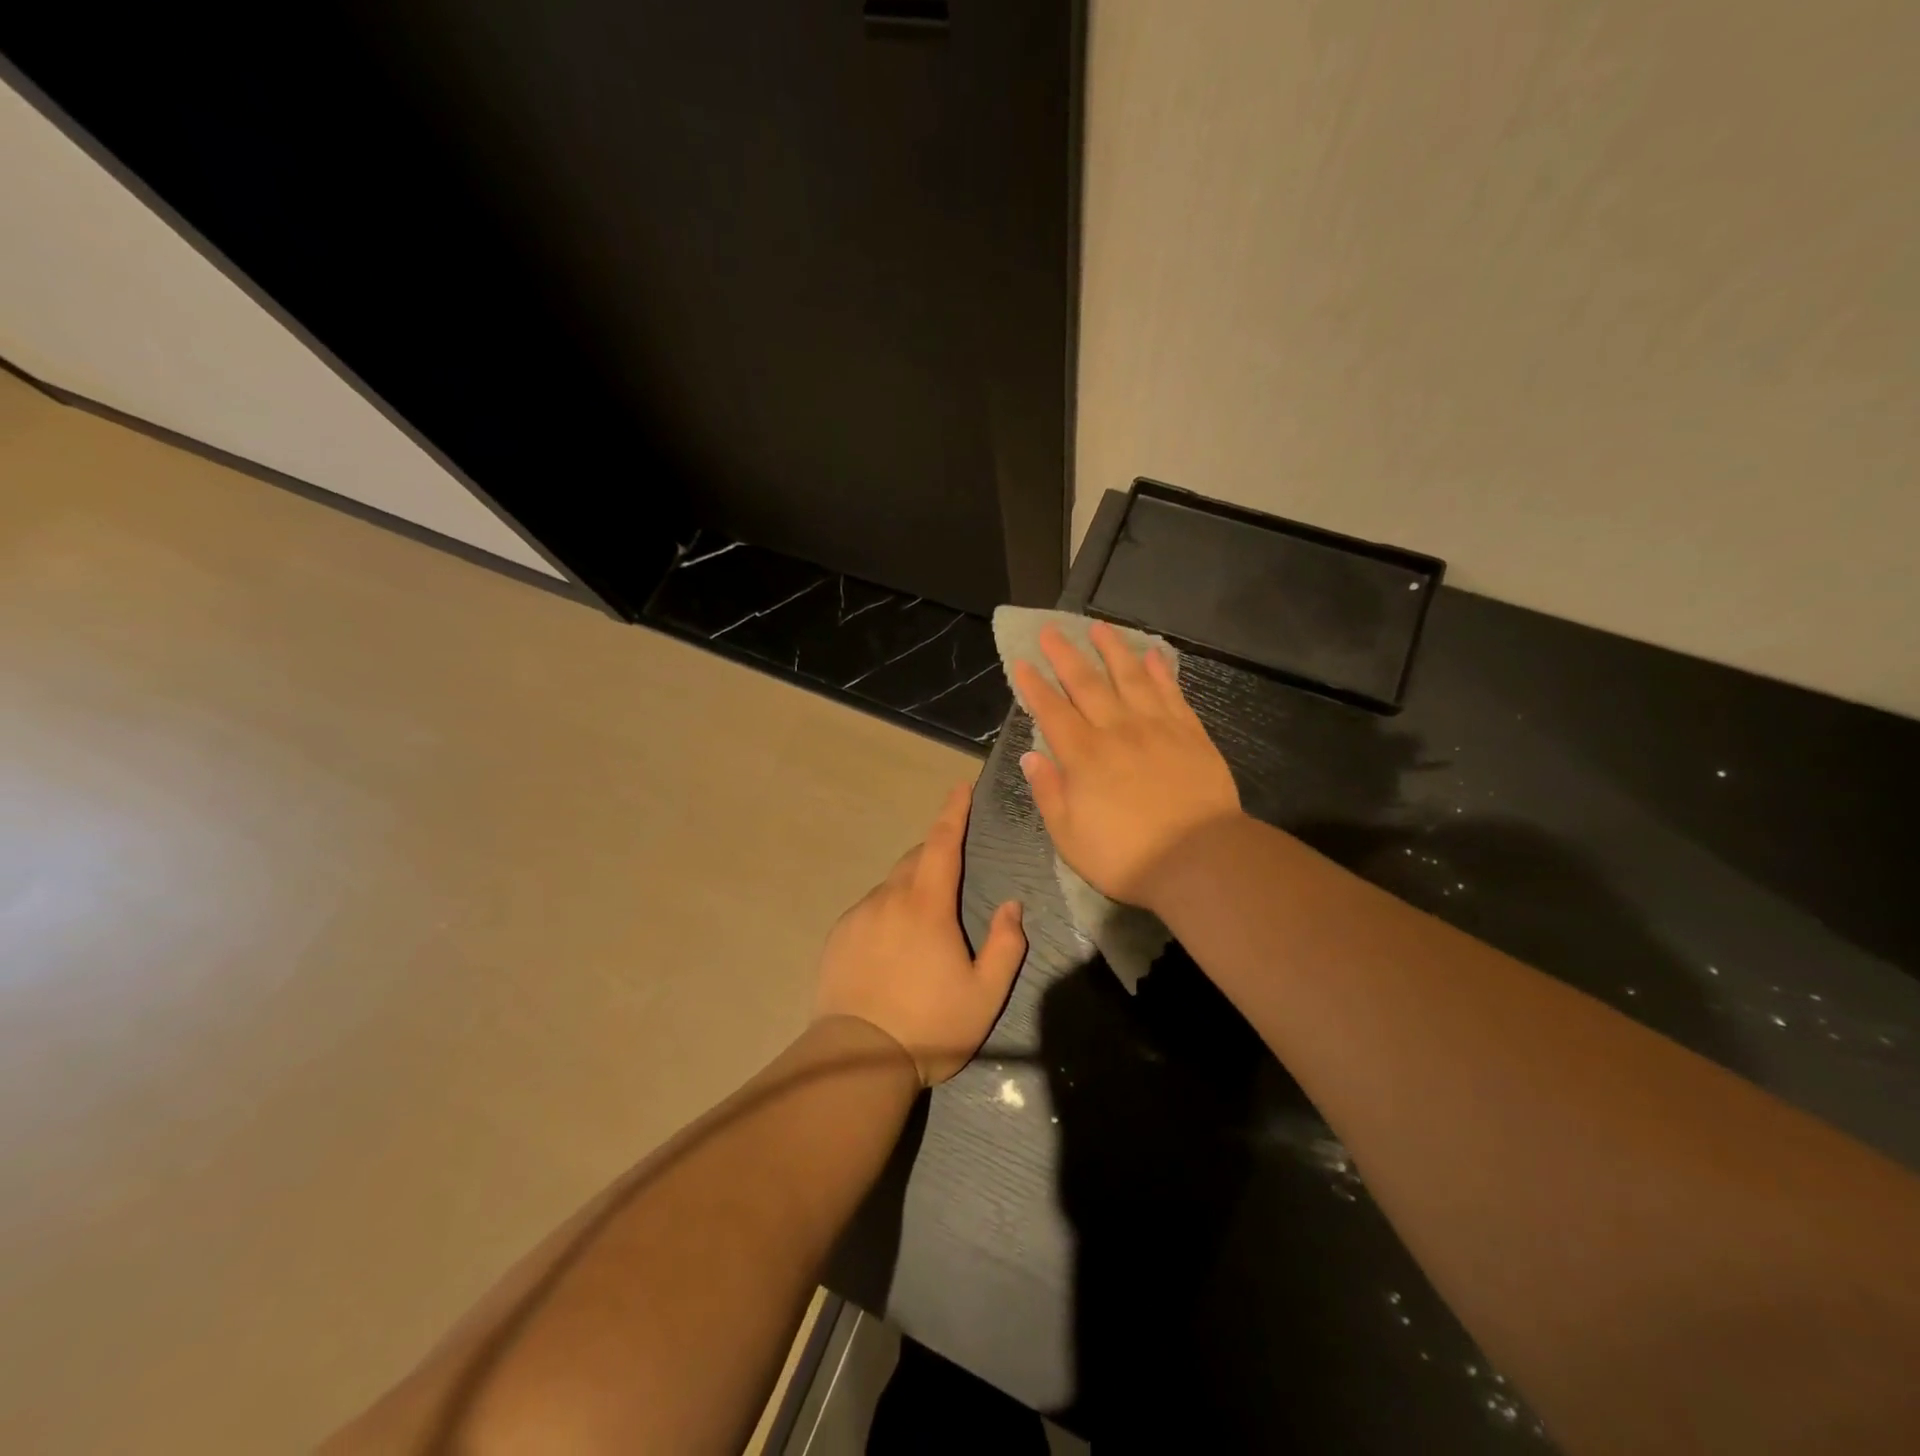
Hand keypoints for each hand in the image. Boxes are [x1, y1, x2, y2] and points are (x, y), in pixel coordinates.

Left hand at [813, 783, 1026, 1084]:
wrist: (857, 1060)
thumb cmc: (930, 1026)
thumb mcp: (985, 994)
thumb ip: (1005, 945)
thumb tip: (1012, 906)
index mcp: (927, 906)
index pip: (943, 843)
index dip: (953, 812)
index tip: (960, 787)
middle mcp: (889, 899)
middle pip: (915, 860)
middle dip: (936, 854)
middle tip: (953, 874)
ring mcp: (859, 916)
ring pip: (891, 886)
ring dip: (911, 888)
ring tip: (923, 925)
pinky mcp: (839, 937)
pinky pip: (870, 909)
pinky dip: (887, 912)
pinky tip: (893, 947)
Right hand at [1015, 622, 1242, 908]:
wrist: (1199, 860)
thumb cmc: (1126, 856)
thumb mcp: (1069, 836)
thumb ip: (1049, 792)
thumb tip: (1031, 756)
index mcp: (1083, 755)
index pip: (1052, 711)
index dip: (1034, 686)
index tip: (1022, 662)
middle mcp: (1117, 730)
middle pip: (1087, 683)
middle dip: (1065, 655)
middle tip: (1051, 630)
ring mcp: (1157, 727)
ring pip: (1130, 677)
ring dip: (1112, 650)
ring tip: (1099, 627)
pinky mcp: (1190, 733)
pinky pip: (1171, 692)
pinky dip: (1161, 671)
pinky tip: (1153, 655)